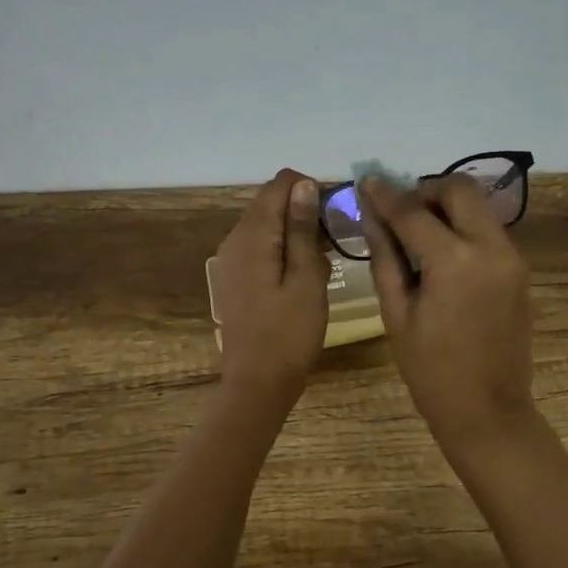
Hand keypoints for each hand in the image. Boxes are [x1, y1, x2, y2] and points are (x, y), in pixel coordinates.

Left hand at [212, 169, 328, 405]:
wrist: (257, 382)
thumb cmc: (289, 332)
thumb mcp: (306, 278)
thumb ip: (302, 229)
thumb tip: (304, 184)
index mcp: (252, 235)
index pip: (280, 184)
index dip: (311, 188)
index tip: (337, 212)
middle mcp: (235, 238)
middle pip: (270, 201)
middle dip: (304, 208)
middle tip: (335, 237)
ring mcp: (231, 258)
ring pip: (266, 223)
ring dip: (295, 228)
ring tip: (324, 255)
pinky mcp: (235, 276)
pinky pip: (261, 245)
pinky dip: (283, 246)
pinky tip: (303, 270)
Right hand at [359, 174, 535, 453]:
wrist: (488, 411)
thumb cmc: (430, 370)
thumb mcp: (396, 312)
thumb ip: (385, 256)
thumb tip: (371, 215)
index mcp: (454, 261)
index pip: (414, 211)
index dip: (386, 195)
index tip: (367, 182)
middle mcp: (491, 248)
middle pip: (460, 189)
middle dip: (427, 190)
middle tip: (402, 213)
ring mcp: (512, 257)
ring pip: (479, 206)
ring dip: (448, 207)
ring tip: (419, 235)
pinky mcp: (519, 270)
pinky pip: (488, 231)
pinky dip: (463, 228)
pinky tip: (442, 255)